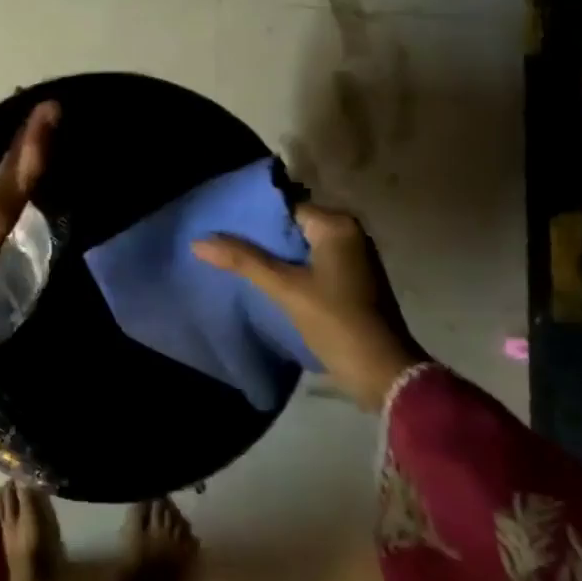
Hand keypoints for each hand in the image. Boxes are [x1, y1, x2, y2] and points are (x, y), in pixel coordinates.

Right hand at [192, 205, 424, 409]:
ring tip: (235, 260)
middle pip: (292, 226)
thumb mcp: (285, 288)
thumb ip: (243, 261)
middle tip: (221, 243)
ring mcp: (353, 258)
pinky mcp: (352, 280)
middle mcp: (349, 233)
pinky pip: (312, 264)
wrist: (383, 373)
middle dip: (260, 236)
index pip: (285, 208)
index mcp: (337, 225)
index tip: (220, 225)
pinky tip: (264, 280)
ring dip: (273, 255)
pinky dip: (290, 269)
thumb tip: (198, 241)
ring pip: (301, 247)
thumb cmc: (336, 321)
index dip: (252, 217)